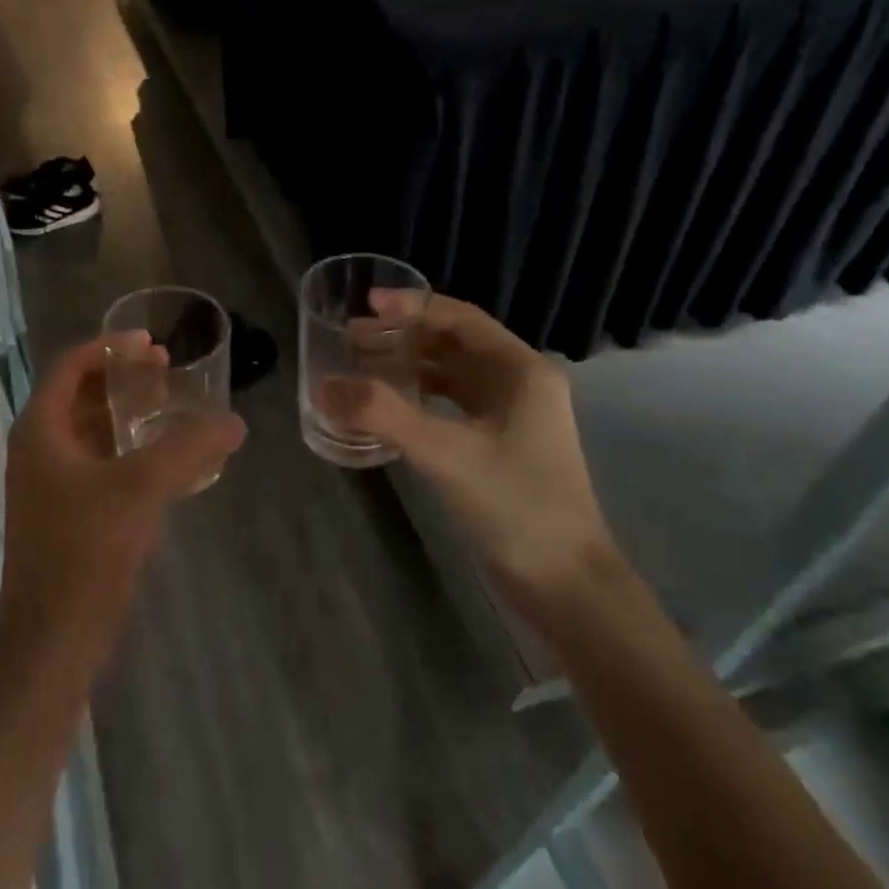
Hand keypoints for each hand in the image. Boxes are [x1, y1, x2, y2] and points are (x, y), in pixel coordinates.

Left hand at [0, 337, 246, 661]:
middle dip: (122, 379)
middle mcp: (38, 450)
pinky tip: (163, 460)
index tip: (153, 344)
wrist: (52, 639)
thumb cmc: (85, 551)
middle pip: (80, 396)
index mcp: (40, 430)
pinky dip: (127, 451)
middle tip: (167, 370)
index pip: (71, 367)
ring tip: (170, 407)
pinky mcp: (66, 515)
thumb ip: (188, 448)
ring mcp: (49, 485)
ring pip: (90, 432)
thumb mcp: (140, 488)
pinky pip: (98, 464)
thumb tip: (233, 422)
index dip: (110, 348)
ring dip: (127, 414)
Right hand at [327, 296, 621, 624]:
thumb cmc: (515, 505)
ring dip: (407, 366)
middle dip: (402, 337)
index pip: (460, 319)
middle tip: (351, 339)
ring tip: (360, 366)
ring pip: (451, 375)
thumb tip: (323, 386)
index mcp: (520, 370)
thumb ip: (382, 415)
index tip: (366, 305)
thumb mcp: (445, 453)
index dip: (412, 307)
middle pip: (452, 343)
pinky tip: (387, 407)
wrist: (565, 583)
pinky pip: (450, 405)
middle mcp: (519, 383)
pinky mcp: (498, 445)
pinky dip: (417, 398)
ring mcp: (510, 416)